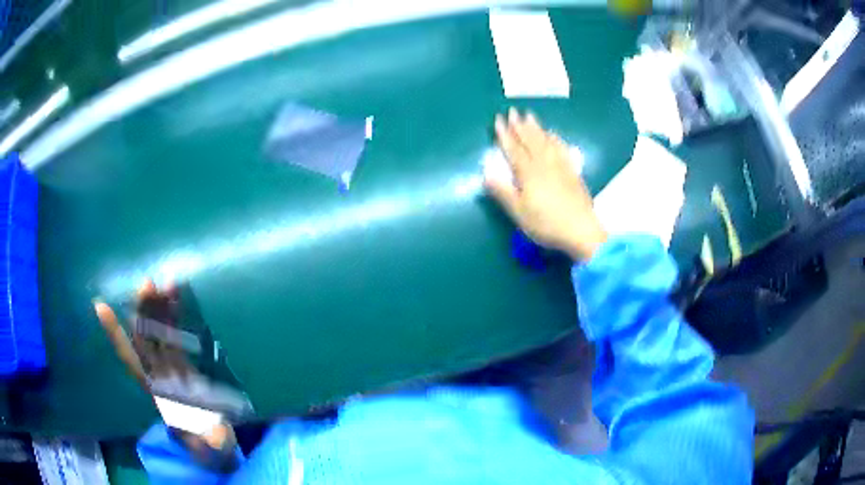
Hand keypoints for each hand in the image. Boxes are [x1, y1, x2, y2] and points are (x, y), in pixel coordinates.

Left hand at [94, 281, 235, 453]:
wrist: (211, 444)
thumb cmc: (208, 445)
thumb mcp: (211, 447)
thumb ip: (211, 441)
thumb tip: (213, 435)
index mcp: (159, 394)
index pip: (132, 360)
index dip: (117, 335)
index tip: (101, 308)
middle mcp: (159, 376)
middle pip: (145, 339)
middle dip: (143, 312)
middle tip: (147, 284)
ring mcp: (170, 368)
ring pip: (158, 333)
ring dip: (157, 308)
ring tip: (160, 283)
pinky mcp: (182, 364)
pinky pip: (174, 335)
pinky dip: (173, 315)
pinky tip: (174, 295)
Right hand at [485, 108, 606, 260]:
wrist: (581, 230)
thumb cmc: (546, 224)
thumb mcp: (519, 212)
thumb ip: (503, 193)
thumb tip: (486, 175)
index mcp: (528, 173)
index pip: (513, 149)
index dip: (504, 135)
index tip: (498, 120)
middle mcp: (544, 164)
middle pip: (530, 140)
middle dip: (520, 125)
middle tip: (513, 111)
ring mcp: (560, 166)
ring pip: (546, 142)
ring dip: (536, 128)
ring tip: (530, 116)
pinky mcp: (572, 172)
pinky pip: (562, 149)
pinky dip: (555, 139)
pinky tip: (553, 135)